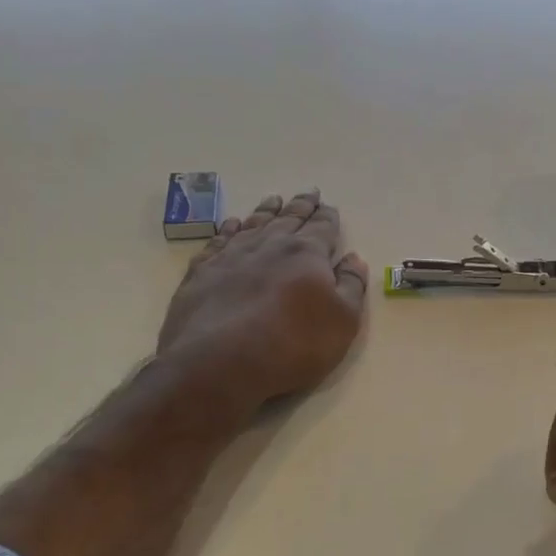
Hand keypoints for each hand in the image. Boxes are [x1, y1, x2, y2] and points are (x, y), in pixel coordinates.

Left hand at [157, 189, 368, 425]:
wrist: (219, 363)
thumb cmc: (293, 344)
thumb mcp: (343, 321)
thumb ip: (351, 286)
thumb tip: (354, 258)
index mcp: (306, 253)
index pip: (322, 228)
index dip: (328, 217)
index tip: (329, 206)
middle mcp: (269, 245)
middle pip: (289, 218)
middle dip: (301, 206)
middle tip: (309, 192)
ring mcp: (231, 257)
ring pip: (253, 224)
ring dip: (266, 211)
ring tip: (273, 199)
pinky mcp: (202, 273)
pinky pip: (218, 241)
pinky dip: (228, 229)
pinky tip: (232, 225)